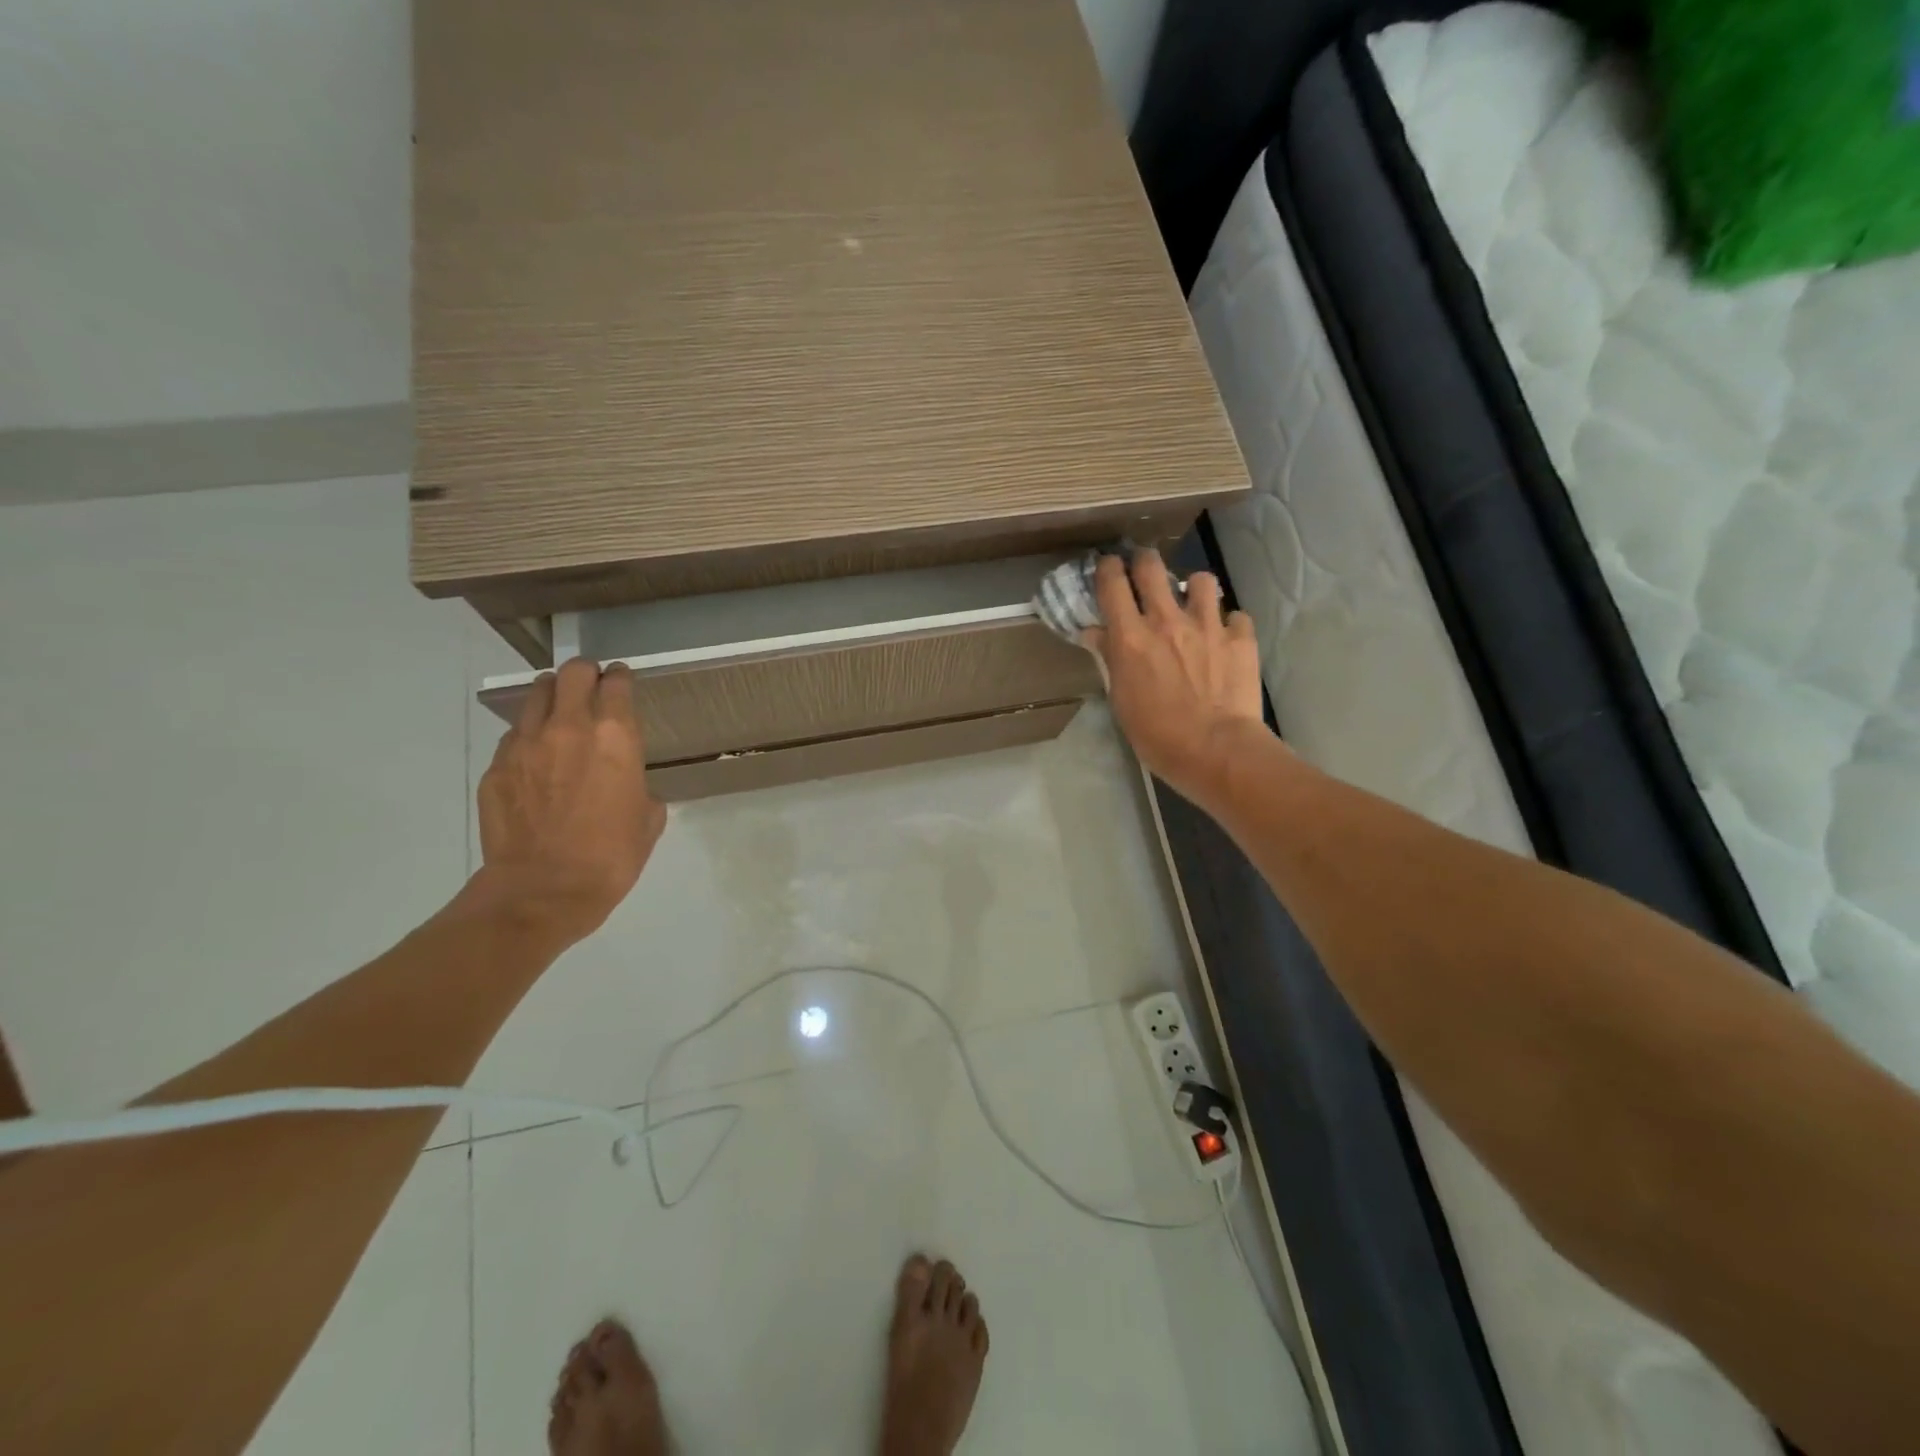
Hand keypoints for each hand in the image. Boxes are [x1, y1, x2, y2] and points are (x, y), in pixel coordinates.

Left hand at [471, 658, 666, 948]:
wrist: (544, 890)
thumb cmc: (611, 856)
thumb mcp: (648, 818)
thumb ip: (639, 785)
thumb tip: (627, 782)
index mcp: (615, 736)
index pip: (617, 683)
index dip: (621, 678)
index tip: (622, 681)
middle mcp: (569, 727)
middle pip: (573, 673)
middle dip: (585, 673)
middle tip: (591, 687)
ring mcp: (525, 744)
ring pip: (537, 695)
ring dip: (553, 696)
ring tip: (559, 712)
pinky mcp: (496, 767)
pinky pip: (514, 736)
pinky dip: (529, 737)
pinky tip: (536, 759)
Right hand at [1082, 551, 1267, 805]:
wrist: (1216, 750)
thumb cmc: (1157, 734)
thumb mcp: (1121, 700)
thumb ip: (1109, 660)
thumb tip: (1095, 633)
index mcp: (1131, 637)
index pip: (1112, 583)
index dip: (1107, 568)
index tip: (1107, 567)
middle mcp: (1167, 620)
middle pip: (1151, 567)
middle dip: (1144, 561)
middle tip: (1144, 570)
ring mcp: (1208, 625)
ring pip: (1201, 580)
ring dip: (1193, 588)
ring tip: (1193, 603)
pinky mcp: (1241, 638)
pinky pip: (1236, 616)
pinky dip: (1229, 624)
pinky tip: (1225, 640)